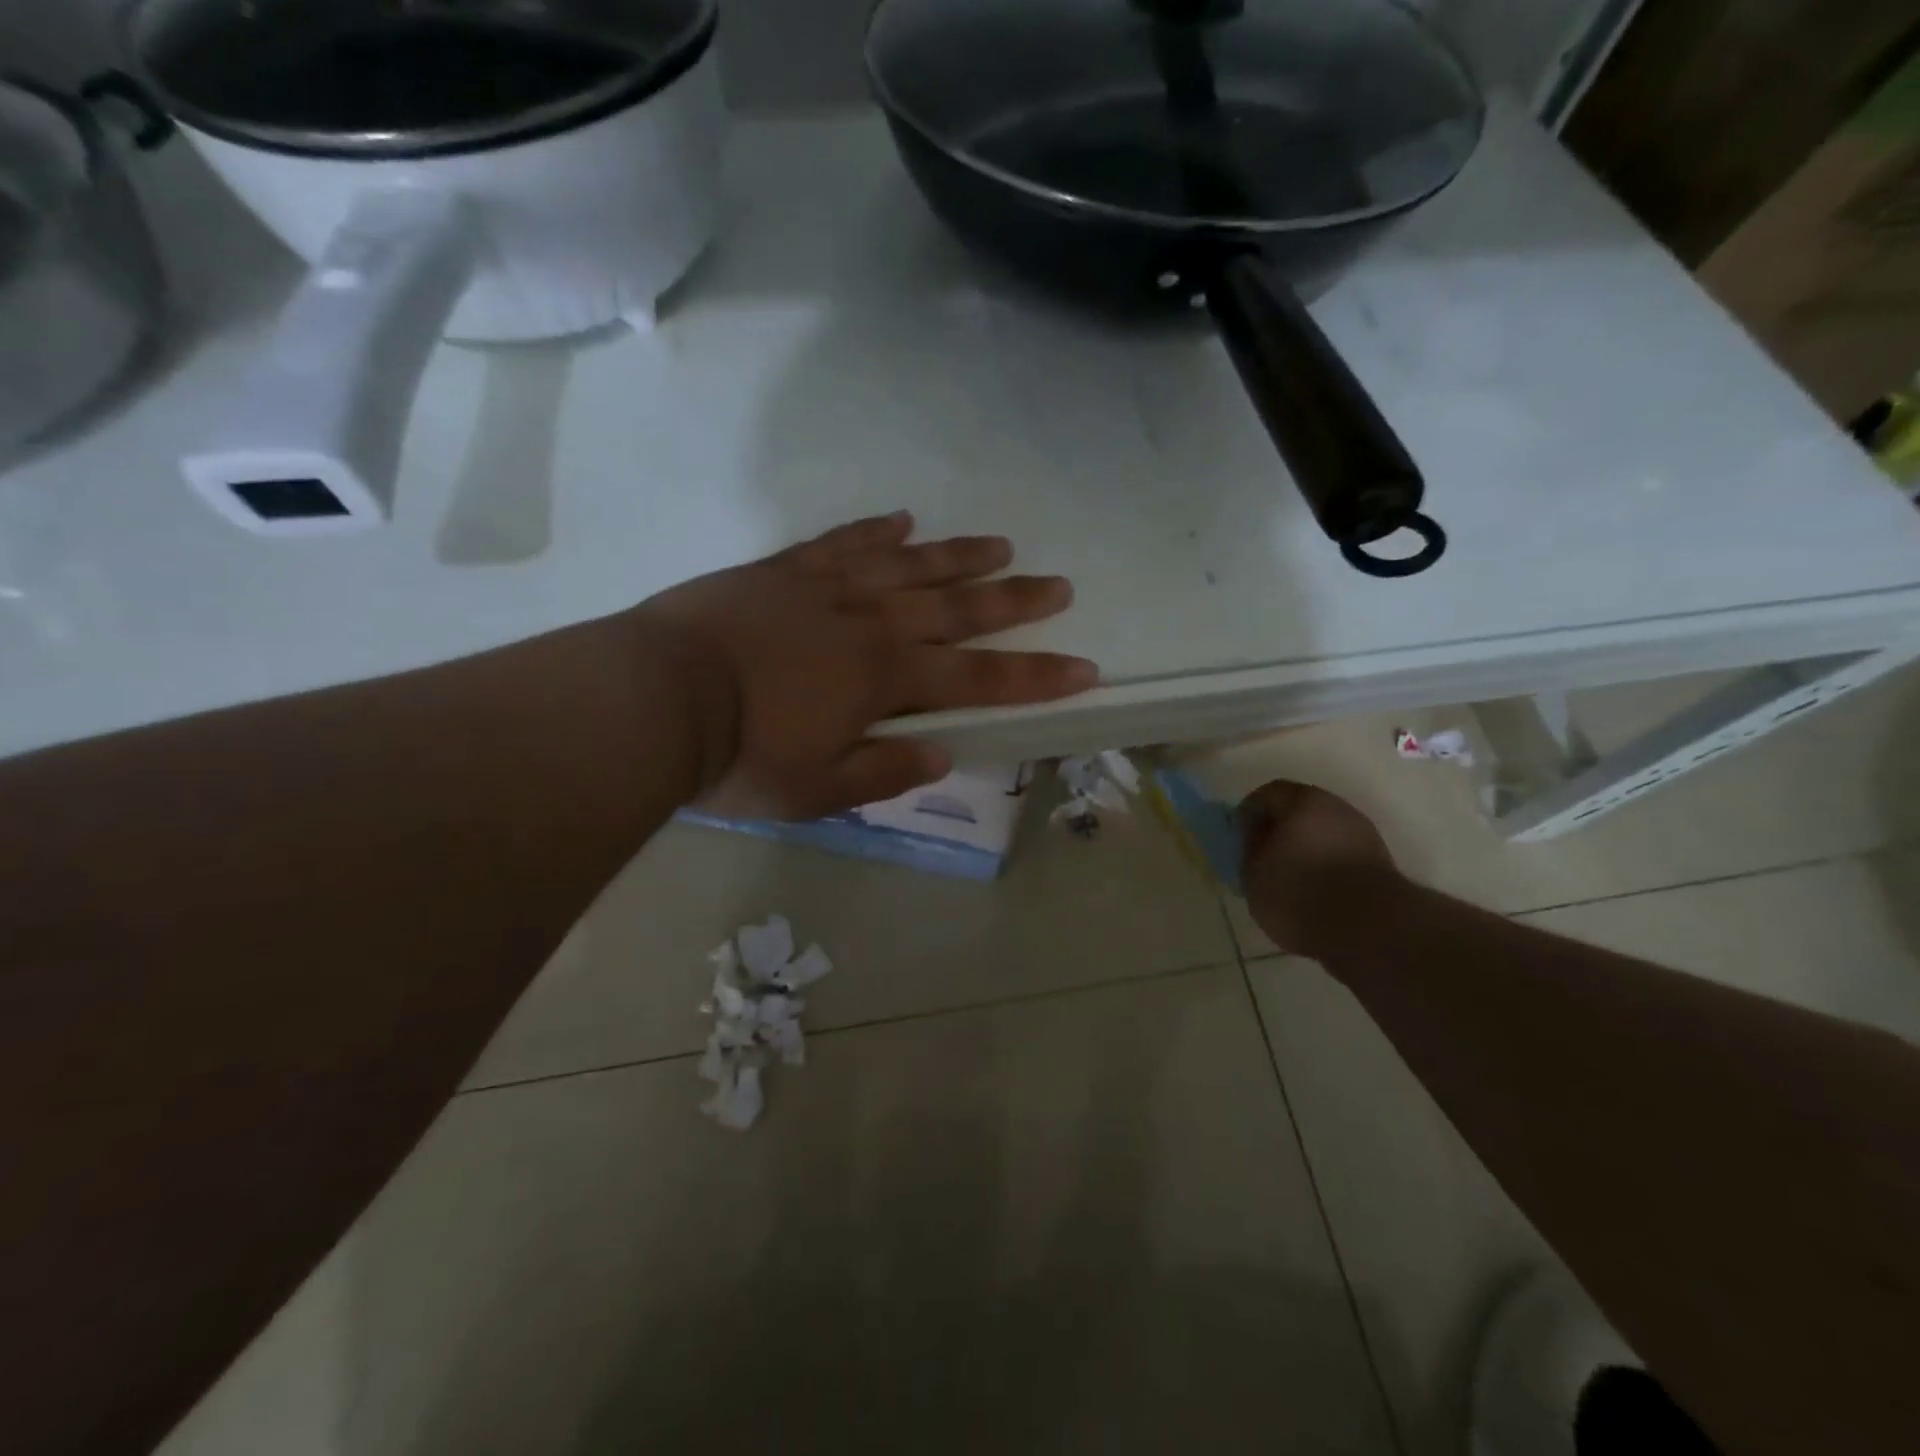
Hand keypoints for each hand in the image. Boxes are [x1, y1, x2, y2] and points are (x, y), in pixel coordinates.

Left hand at [635, 512, 1097, 819]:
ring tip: (1001, 545)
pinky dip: (877, 531)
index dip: (1035, 676)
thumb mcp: (818, 789)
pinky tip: (903, 520)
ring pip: (910, 565)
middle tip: (1059, 585)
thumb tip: (943, 752)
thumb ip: (885, 769)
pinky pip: (843, 542)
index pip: (980, 677)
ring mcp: (828, 588)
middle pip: (958, 608)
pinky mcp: (785, 570)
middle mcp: (871, 623)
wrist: (655, 697)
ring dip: (959, 556)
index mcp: (886, 679)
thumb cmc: (740, 755)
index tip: (1083, 668)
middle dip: (1014, 602)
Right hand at [1239, 781, 1402, 957]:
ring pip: (1323, 831)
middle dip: (1280, 827)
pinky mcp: (1379, 862)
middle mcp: (1336, 807)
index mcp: (1301, 801)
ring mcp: (1362, 833)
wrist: (1371, 930)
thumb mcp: (1254, 874)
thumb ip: (1250, 849)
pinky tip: (1315, 888)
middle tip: (1263, 853)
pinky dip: (1325, 864)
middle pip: (1299, 809)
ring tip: (1289, 875)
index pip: (1267, 794)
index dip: (1249, 813)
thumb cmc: (1300, 893)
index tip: (1239, 835)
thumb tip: (1254, 836)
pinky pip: (1341, 853)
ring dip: (1305, 846)